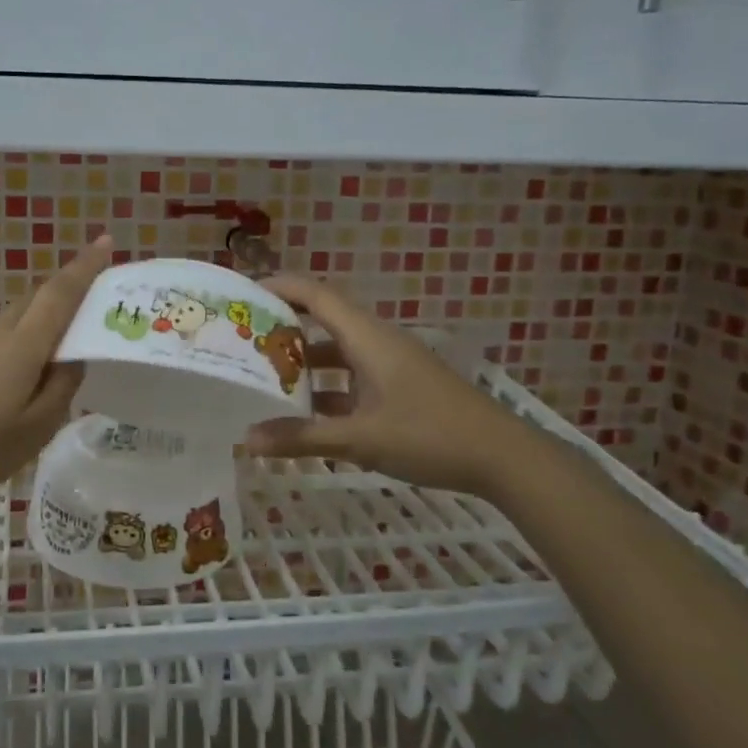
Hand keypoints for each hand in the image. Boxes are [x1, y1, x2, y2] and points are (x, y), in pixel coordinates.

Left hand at [0, 234, 113, 515]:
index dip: (84, 266)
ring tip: (74, 337)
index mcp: (21, 344)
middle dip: (70, 289)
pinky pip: (5, 333)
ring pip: (21, 315)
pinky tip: (35, 365)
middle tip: (101, 298)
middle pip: (38, 298)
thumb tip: (73, 356)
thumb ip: (62, 385)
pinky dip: (29, 335)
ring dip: (48, 315)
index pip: (59, 293)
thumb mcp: (38, 426)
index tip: (106, 242)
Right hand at [243, 275, 541, 497]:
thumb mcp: (361, 439)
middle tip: (244, 342)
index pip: (316, 296)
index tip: (243, 294)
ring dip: (305, 364)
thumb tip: (247, 440)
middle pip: (323, 322)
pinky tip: (307, 416)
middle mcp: (377, 343)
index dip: (279, 288)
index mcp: (368, 338)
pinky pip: (353, 378)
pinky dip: (328, 390)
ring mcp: (391, 366)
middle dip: (284, 329)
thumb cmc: (431, 436)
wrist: (504, 459)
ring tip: (266, 380)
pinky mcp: (401, 389)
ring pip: (338, 354)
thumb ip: (303, 438)